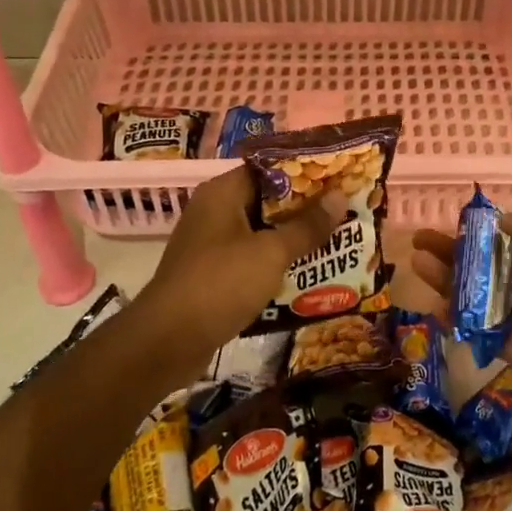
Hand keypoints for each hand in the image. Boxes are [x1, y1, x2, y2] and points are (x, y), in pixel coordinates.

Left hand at [135, 167, 336, 378]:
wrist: (167, 341)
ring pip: (260, 233)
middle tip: (345, 212)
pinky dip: (275, 265)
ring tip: (335, 242)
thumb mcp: (271, 253)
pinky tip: (306, 275)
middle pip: (266, 201)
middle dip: (304, 209)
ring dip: (292, 239)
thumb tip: (340, 196)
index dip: (304, 172)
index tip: (338, 178)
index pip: (268, 168)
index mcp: (222, 193)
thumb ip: (306, 226)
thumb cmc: (220, 284)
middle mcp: (214, 212)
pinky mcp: (211, 275)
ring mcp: (210, 245)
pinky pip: (250, 260)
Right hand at [411, 202, 511, 438]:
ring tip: (417, 260)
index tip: (456, 219)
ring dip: (445, 274)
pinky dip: (452, 315)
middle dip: (453, 246)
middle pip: (485, 258)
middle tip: (420, 237)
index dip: (484, 226)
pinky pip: (474, 326)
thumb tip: (502, 221)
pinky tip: (431, 304)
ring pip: (474, 289)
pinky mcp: (509, 345)